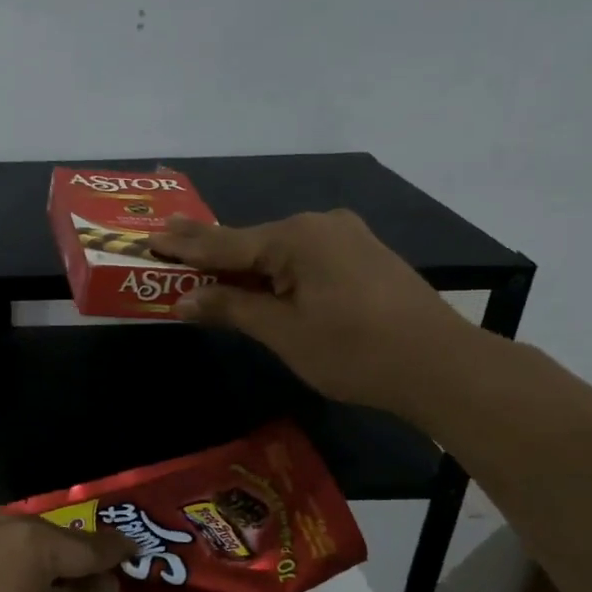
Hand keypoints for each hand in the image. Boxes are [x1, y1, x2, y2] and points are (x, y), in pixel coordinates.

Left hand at [0, 516, 134, 591]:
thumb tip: (102, 579)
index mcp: (29, 541)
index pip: (85, 544)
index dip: (114, 550)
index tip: (137, 550)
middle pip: (52, 535)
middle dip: (79, 553)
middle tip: (105, 574)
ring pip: (22, 538)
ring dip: (46, 555)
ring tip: (68, 579)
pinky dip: (16, 558)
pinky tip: (27, 579)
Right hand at [150, 210, 481, 420]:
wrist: (441, 366)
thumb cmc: (354, 351)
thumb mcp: (283, 333)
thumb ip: (231, 309)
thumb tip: (184, 300)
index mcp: (296, 237)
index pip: (224, 243)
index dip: (184, 246)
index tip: (150, 237)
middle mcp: (320, 225)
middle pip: (251, 241)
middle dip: (209, 249)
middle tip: (168, 238)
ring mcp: (346, 238)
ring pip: (278, 250)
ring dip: (243, 263)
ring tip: (205, 264)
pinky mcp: (363, 256)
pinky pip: (303, 258)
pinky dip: (274, 270)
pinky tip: (258, 278)